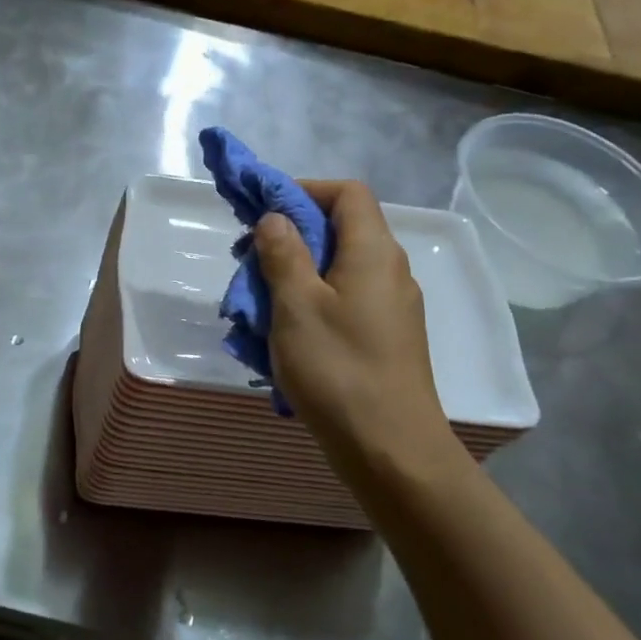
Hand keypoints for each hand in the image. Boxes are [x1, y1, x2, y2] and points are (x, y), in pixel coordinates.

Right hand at [253, 181, 458, 476]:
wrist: (391, 450)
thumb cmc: (338, 369)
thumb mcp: (296, 305)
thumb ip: (284, 253)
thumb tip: (276, 217)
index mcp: (373, 252)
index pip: (347, 193)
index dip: (304, 190)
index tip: (262, 209)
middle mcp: (389, 270)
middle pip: (342, 229)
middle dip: (291, 235)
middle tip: (249, 259)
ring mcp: (391, 306)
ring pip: (339, 268)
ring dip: (296, 272)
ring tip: (259, 301)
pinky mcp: (386, 337)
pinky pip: (345, 300)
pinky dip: (312, 301)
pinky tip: (285, 334)